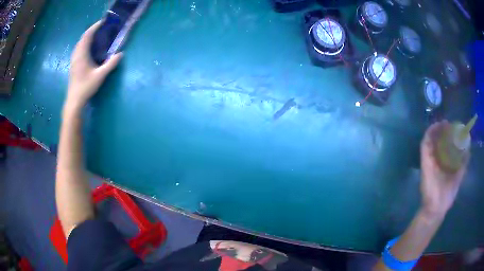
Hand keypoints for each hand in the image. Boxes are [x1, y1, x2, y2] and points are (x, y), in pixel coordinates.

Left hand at [65, 21, 122, 110]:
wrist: (74, 100)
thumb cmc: (86, 87)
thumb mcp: (100, 76)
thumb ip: (111, 64)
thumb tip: (120, 54)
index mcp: (82, 54)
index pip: (87, 35)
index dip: (95, 26)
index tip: (103, 21)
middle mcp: (76, 54)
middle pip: (83, 37)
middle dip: (91, 30)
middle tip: (101, 27)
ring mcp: (73, 59)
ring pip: (79, 43)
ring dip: (87, 37)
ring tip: (96, 35)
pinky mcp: (73, 64)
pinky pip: (78, 48)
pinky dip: (84, 43)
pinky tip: (88, 48)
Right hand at [420, 121, 468, 218]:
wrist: (437, 207)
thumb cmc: (448, 193)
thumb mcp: (460, 175)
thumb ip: (464, 162)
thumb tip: (468, 146)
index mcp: (445, 161)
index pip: (446, 143)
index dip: (450, 134)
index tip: (455, 127)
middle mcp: (437, 158)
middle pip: (438, 139)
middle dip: (443, 130)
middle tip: (449, 124)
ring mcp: (430, 159)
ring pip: (431, 139)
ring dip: (436, 129)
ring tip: (443, 124)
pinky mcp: (425, 160)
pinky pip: (425, 144)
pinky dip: (429, 134)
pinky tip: (436, 128)